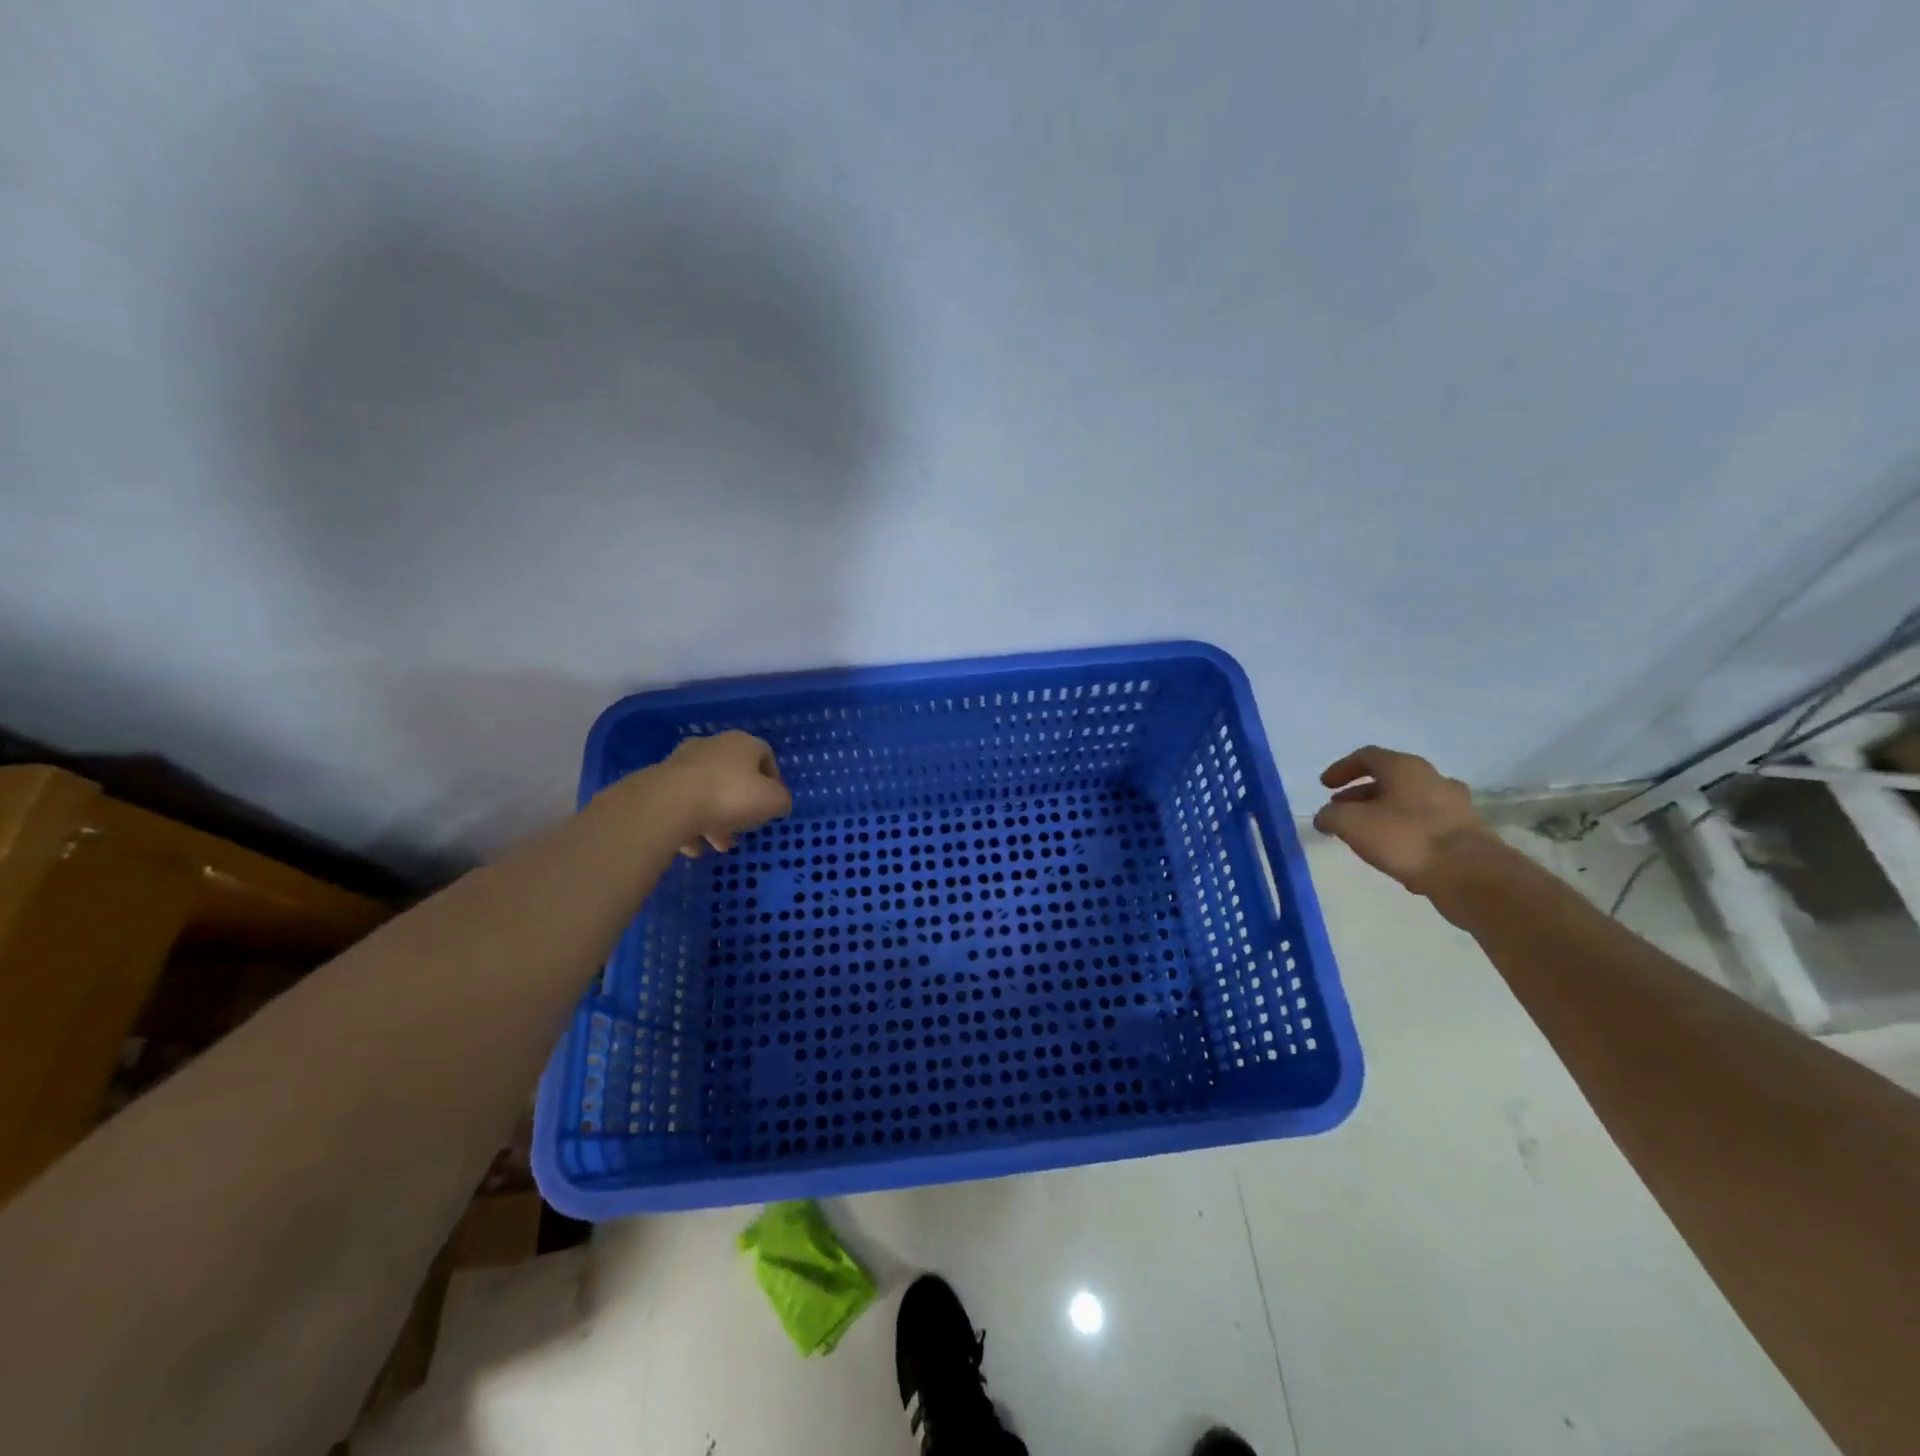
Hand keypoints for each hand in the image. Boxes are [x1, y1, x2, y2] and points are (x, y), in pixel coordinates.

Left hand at [654, 730, 792, 855]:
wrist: (669, 804)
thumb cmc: (730, 796)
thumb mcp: (773, 802)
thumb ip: (781, 800)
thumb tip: (778, 801)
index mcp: (742, 743)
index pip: (765, 755)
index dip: (773, 780)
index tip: (773, 804)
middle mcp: (711, 746)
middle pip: (733, 775)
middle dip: (740, 805)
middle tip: (744, 829)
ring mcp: (682, 763)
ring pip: (706, 792)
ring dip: (715, 819)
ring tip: (718, 845)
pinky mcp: (659, 783)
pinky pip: (681, 805)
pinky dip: (689, 825)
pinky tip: (693, 847)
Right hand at [1312, 745, 1495, 895]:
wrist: (1471, 875)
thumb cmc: (1406, 839)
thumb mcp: (1351, 824)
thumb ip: (1331, 816)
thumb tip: (1325, 817)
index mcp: (1405, 767)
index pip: (1367, 756)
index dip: (1341, 769)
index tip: (1325, 786)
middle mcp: (1433, 779)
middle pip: (1389, 779)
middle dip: (1360, 794)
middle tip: (1340, 810)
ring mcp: (1455, 806)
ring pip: (1408, 802)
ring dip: (1382, 813)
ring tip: (1363, 834)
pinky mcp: (1466, 833)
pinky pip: (1426, 825)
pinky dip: (1403, 831)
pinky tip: (1392, 853)